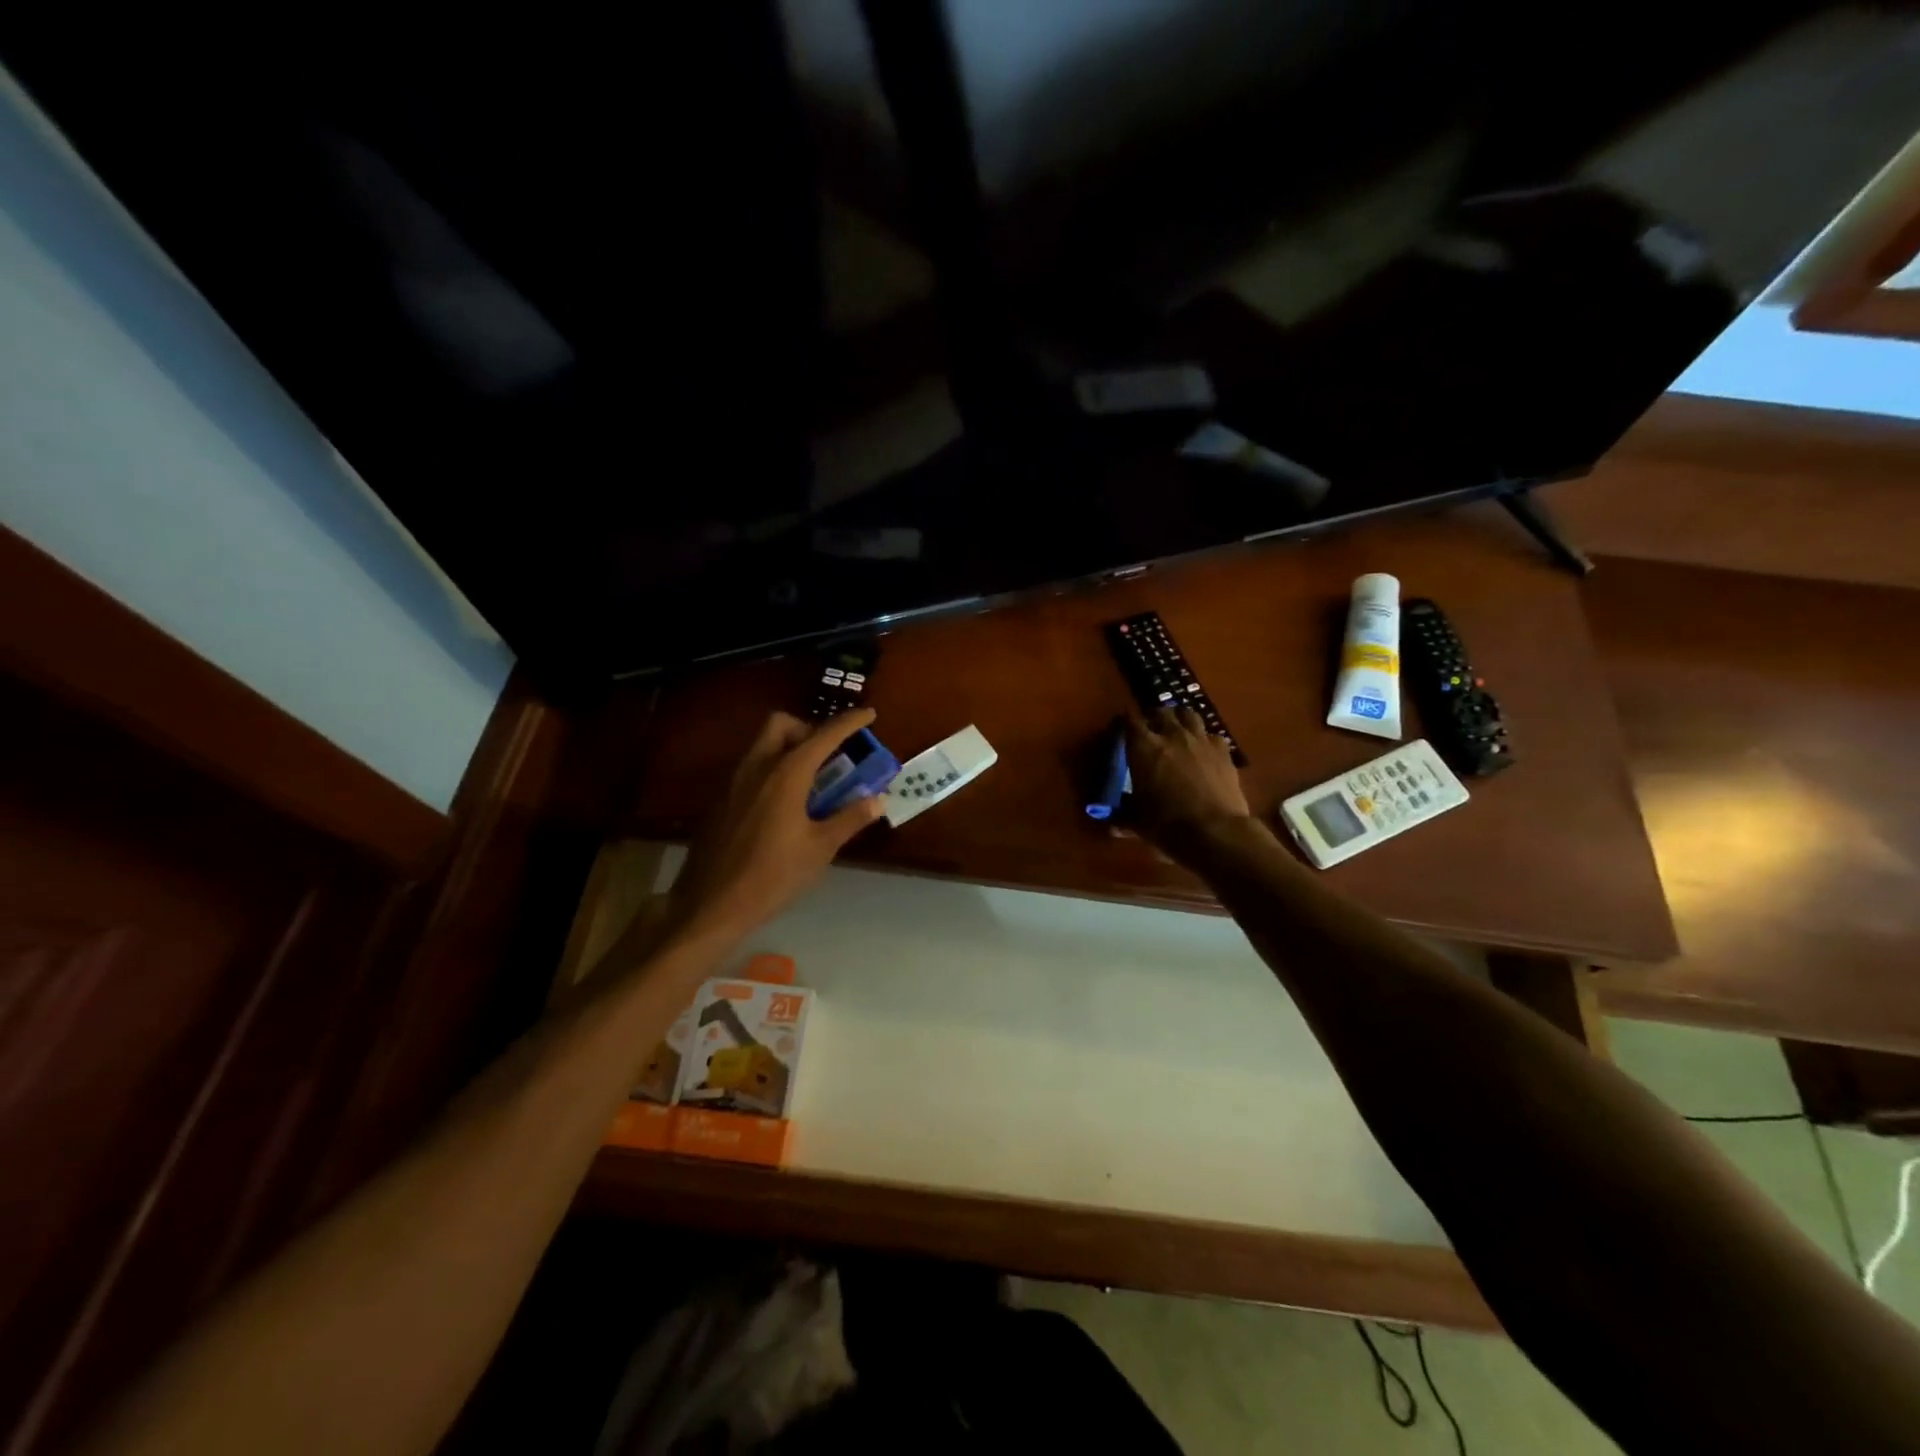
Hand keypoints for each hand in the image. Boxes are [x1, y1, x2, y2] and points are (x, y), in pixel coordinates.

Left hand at [669, 709, 887, 940]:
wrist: (711, 905)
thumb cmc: (773, 875)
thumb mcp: (820, 848)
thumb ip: (850, 818)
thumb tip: (877, 799)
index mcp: (786, 774)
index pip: (823, 735)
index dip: (849, 722)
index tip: (868, 714)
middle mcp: (757, 768)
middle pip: (781, 725)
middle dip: (807, 728)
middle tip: (828, 755)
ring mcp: (733, 783)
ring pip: (762, 746)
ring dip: (788, 749)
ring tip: (811, 783)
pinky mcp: (720, 802)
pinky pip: (750, 770)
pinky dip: (772, 772)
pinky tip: (783, 808)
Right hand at [1123, 707, 1251, 846]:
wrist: (1215, 831)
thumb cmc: (1167, 825)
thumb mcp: (1138, 823)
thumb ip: (1124, 818)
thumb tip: (1112, 826)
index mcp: (1144, 747)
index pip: (1129, 720)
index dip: (1123, 722)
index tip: (1119, 729)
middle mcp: (1171, 735)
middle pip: (1160, 712)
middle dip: (1153, 717)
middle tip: (1149, 730)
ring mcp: (1200, 740)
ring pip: (1188, 714)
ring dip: (1180, 719)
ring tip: (1177, 730)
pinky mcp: (1224, 751)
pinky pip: (1212, 735)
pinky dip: (1205, 739)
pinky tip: (1204, 751)